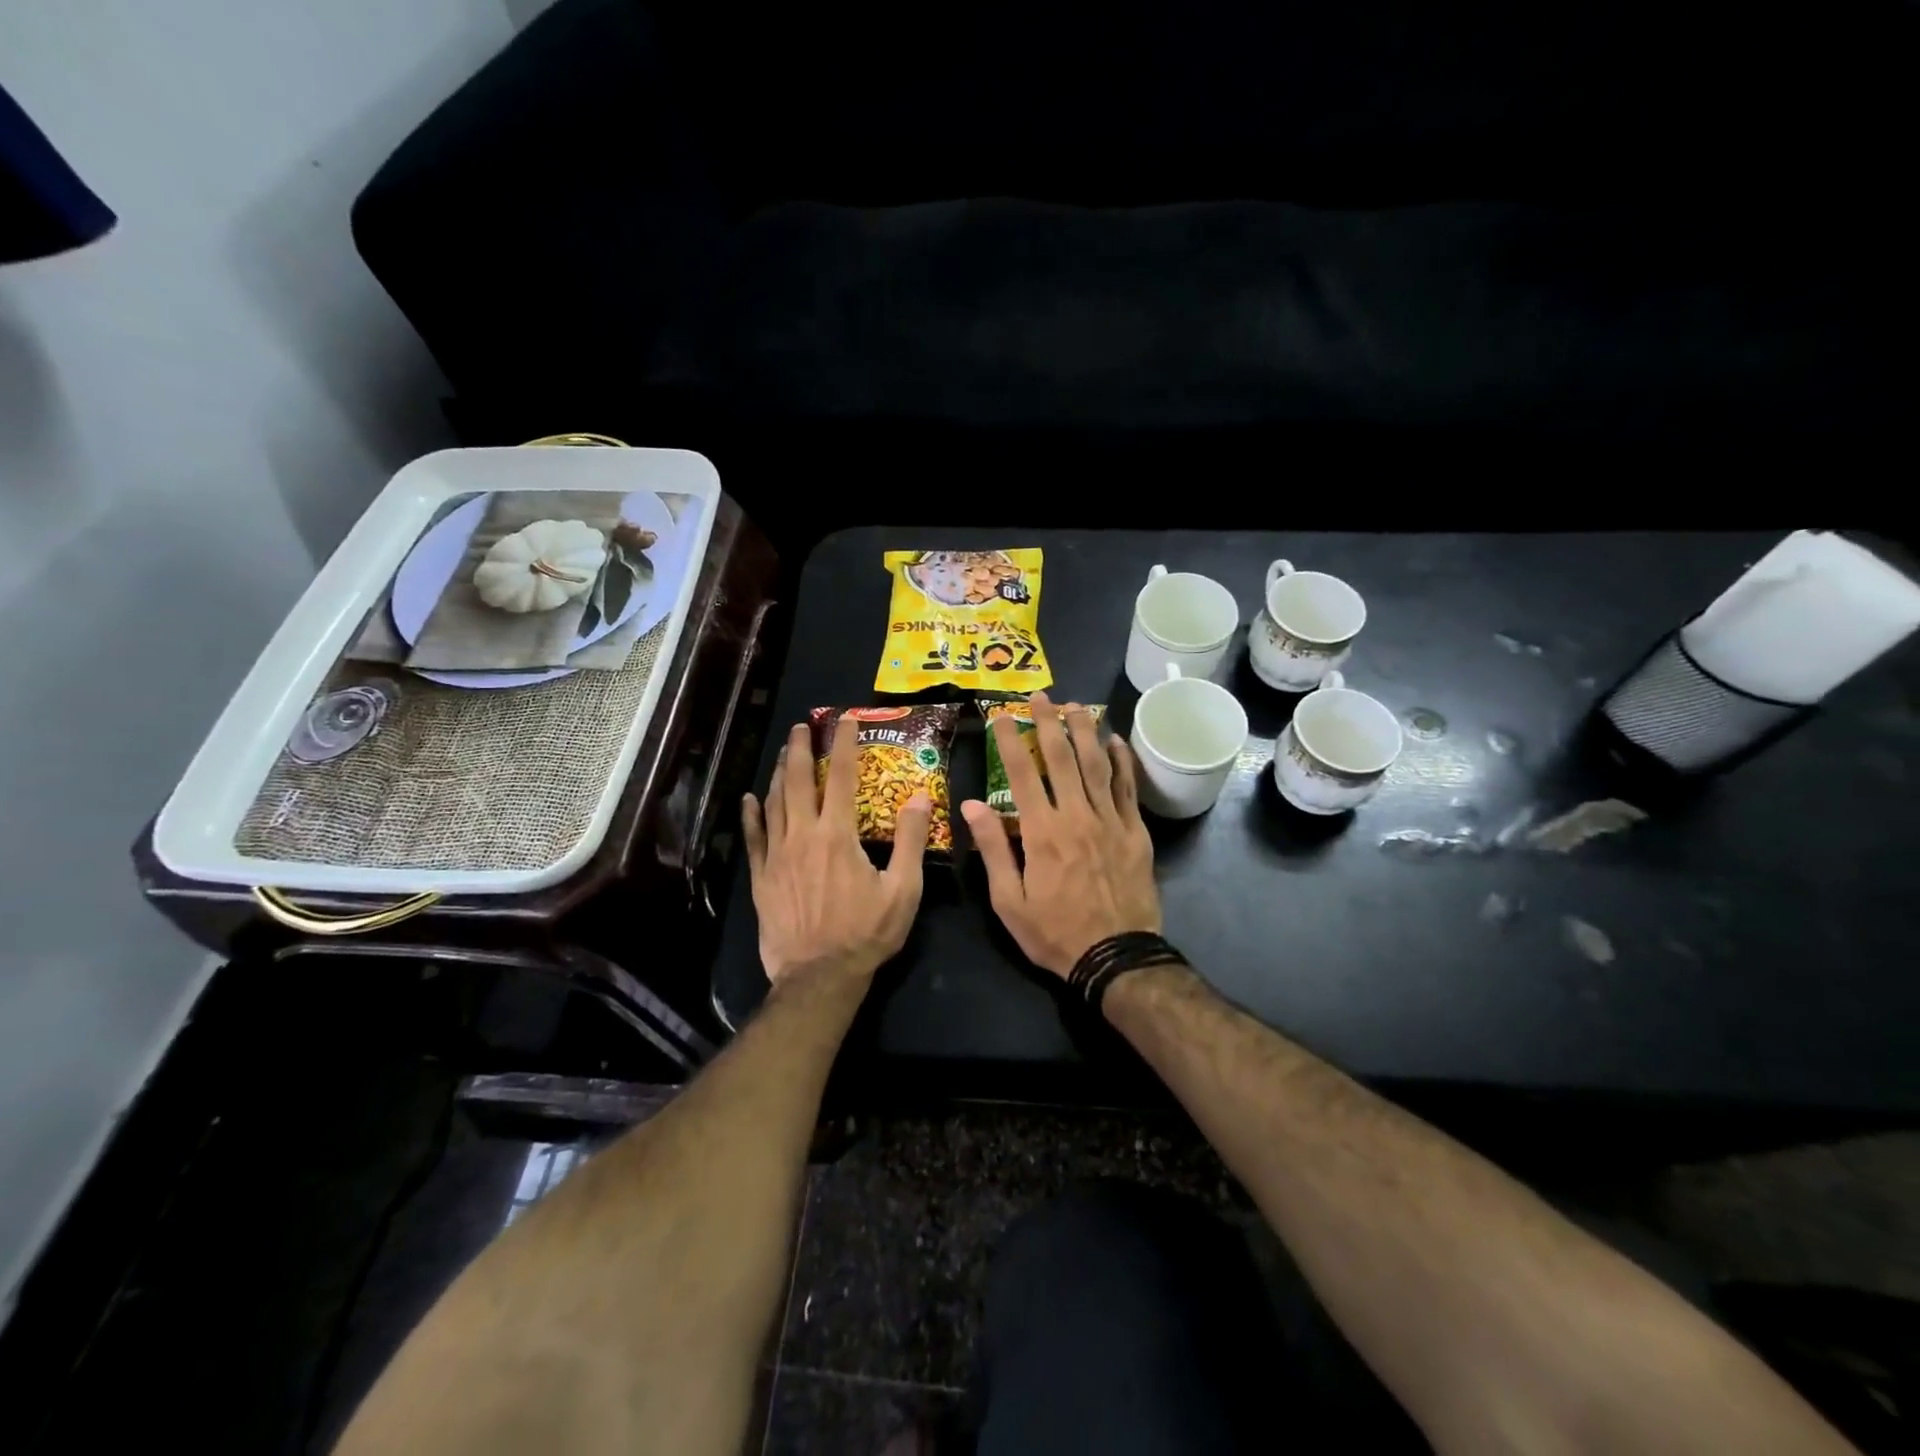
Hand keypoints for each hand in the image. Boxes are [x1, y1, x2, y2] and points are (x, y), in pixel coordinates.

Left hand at [742, 718, 931, 985]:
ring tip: (783, 752)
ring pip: (775, 803)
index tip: (844, 720)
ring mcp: (777, 855)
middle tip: (802, 726)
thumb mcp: (903, 890)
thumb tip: (919, 797)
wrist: (819, 976)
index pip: (843, 777)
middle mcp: (803, 835)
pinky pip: (753, 838)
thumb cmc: (866, 933)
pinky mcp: (761, 877)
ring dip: (779, 773)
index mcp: (838, 835)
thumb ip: (910, 841)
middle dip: (801, 749)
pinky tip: (749, 799)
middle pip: (799, 781)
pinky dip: (751, 815)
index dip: (844, 745)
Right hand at [961, 693, 1160, 977]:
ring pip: (1097, 765)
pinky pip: (1128, 787)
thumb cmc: (1055, 932)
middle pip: (1062, 758)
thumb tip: (971, 805)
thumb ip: (993, 849)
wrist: (1116, 957)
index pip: (1021, 774)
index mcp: (1042, 832)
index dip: (1011, 740)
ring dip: (1086, 731)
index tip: (1002, 715)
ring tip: (1077, 705)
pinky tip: (1116, 741)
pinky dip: (1122, 761)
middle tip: (1042, 695)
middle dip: (1049, 722)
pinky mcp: (1135, 832)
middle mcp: (1077, 816)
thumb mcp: (1009, 901)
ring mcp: (1110, 821)